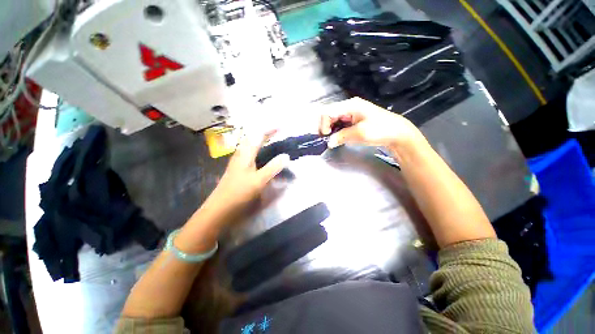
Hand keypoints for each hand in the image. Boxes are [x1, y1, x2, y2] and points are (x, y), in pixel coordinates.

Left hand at [202, 130, 289, 226]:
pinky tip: (262, 154)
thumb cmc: (239, 192)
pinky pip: (250, 152)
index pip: (258, 135)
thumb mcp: (259, 180)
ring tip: (272, 139)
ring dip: (261, 139)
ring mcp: (239, 160)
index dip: (270, 128)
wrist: (220, 207)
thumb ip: (273, 167)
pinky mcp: (239, 167)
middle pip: (253, 137)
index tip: (282, 126)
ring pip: (250, 144)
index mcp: (245, 153)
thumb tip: (286, 156)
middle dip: (266, 131)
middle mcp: (241, 153)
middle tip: (278, 131)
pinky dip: (258, 148)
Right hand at [319, 97, 422, 149]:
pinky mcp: (353, 120)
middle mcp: (348, 106)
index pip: (328, 111)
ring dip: (330, 130)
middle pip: (329, 114)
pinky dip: (336, 131)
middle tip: (328, 139)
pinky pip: (339, 124)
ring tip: (332, 140)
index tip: (327, 136)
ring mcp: (350, 113)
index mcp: (350, 105)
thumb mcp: (359, 133)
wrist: (397, 133)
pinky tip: (338, 138)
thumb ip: (341, 137)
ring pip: (333, 120)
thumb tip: (328, 143)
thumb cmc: (380, 130)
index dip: (323, 124)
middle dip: (325, 127)